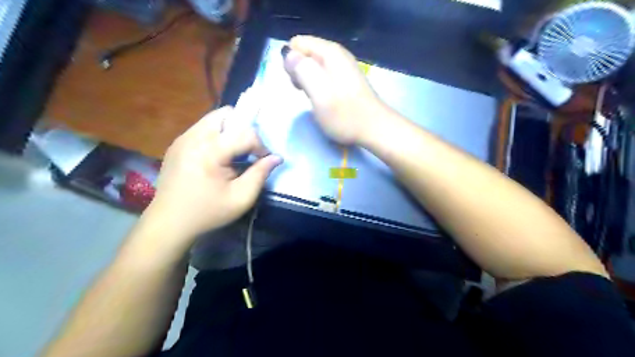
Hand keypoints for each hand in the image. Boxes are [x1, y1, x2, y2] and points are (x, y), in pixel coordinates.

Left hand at [146, 108, 282, 242]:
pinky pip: (203, 128)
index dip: (261, 146)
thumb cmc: (208, 212)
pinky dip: (217, 135)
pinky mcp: (177, 143)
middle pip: (227, 114)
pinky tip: (217, 157)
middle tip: (248, 151)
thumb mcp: (241, 198)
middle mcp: (194, 137)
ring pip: (214, 118)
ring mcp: (182, 138)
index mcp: (209, 151)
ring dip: (230, 131)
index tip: (263, 161)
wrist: (169, 222)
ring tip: (234, 153)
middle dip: (244, 129)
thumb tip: (277, 157)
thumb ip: (261, 174)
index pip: (245, 133)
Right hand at [284, 33, 384, 142]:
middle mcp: (337, 55)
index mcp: (330, 52)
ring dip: (308, 82)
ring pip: (313, 67)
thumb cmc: (345, 114)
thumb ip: (301, 70)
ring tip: (315, 99)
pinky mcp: (346, 82)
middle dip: (299, 73)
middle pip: (305, 54)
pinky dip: (318, 87)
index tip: (298, 83)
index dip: (292, 63)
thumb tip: (288, 54)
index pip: (297, 43)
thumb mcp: (318, 92)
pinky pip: (323, 77)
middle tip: (306, 93)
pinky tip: (323, 101)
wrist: (374, 130)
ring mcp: (343, 68)